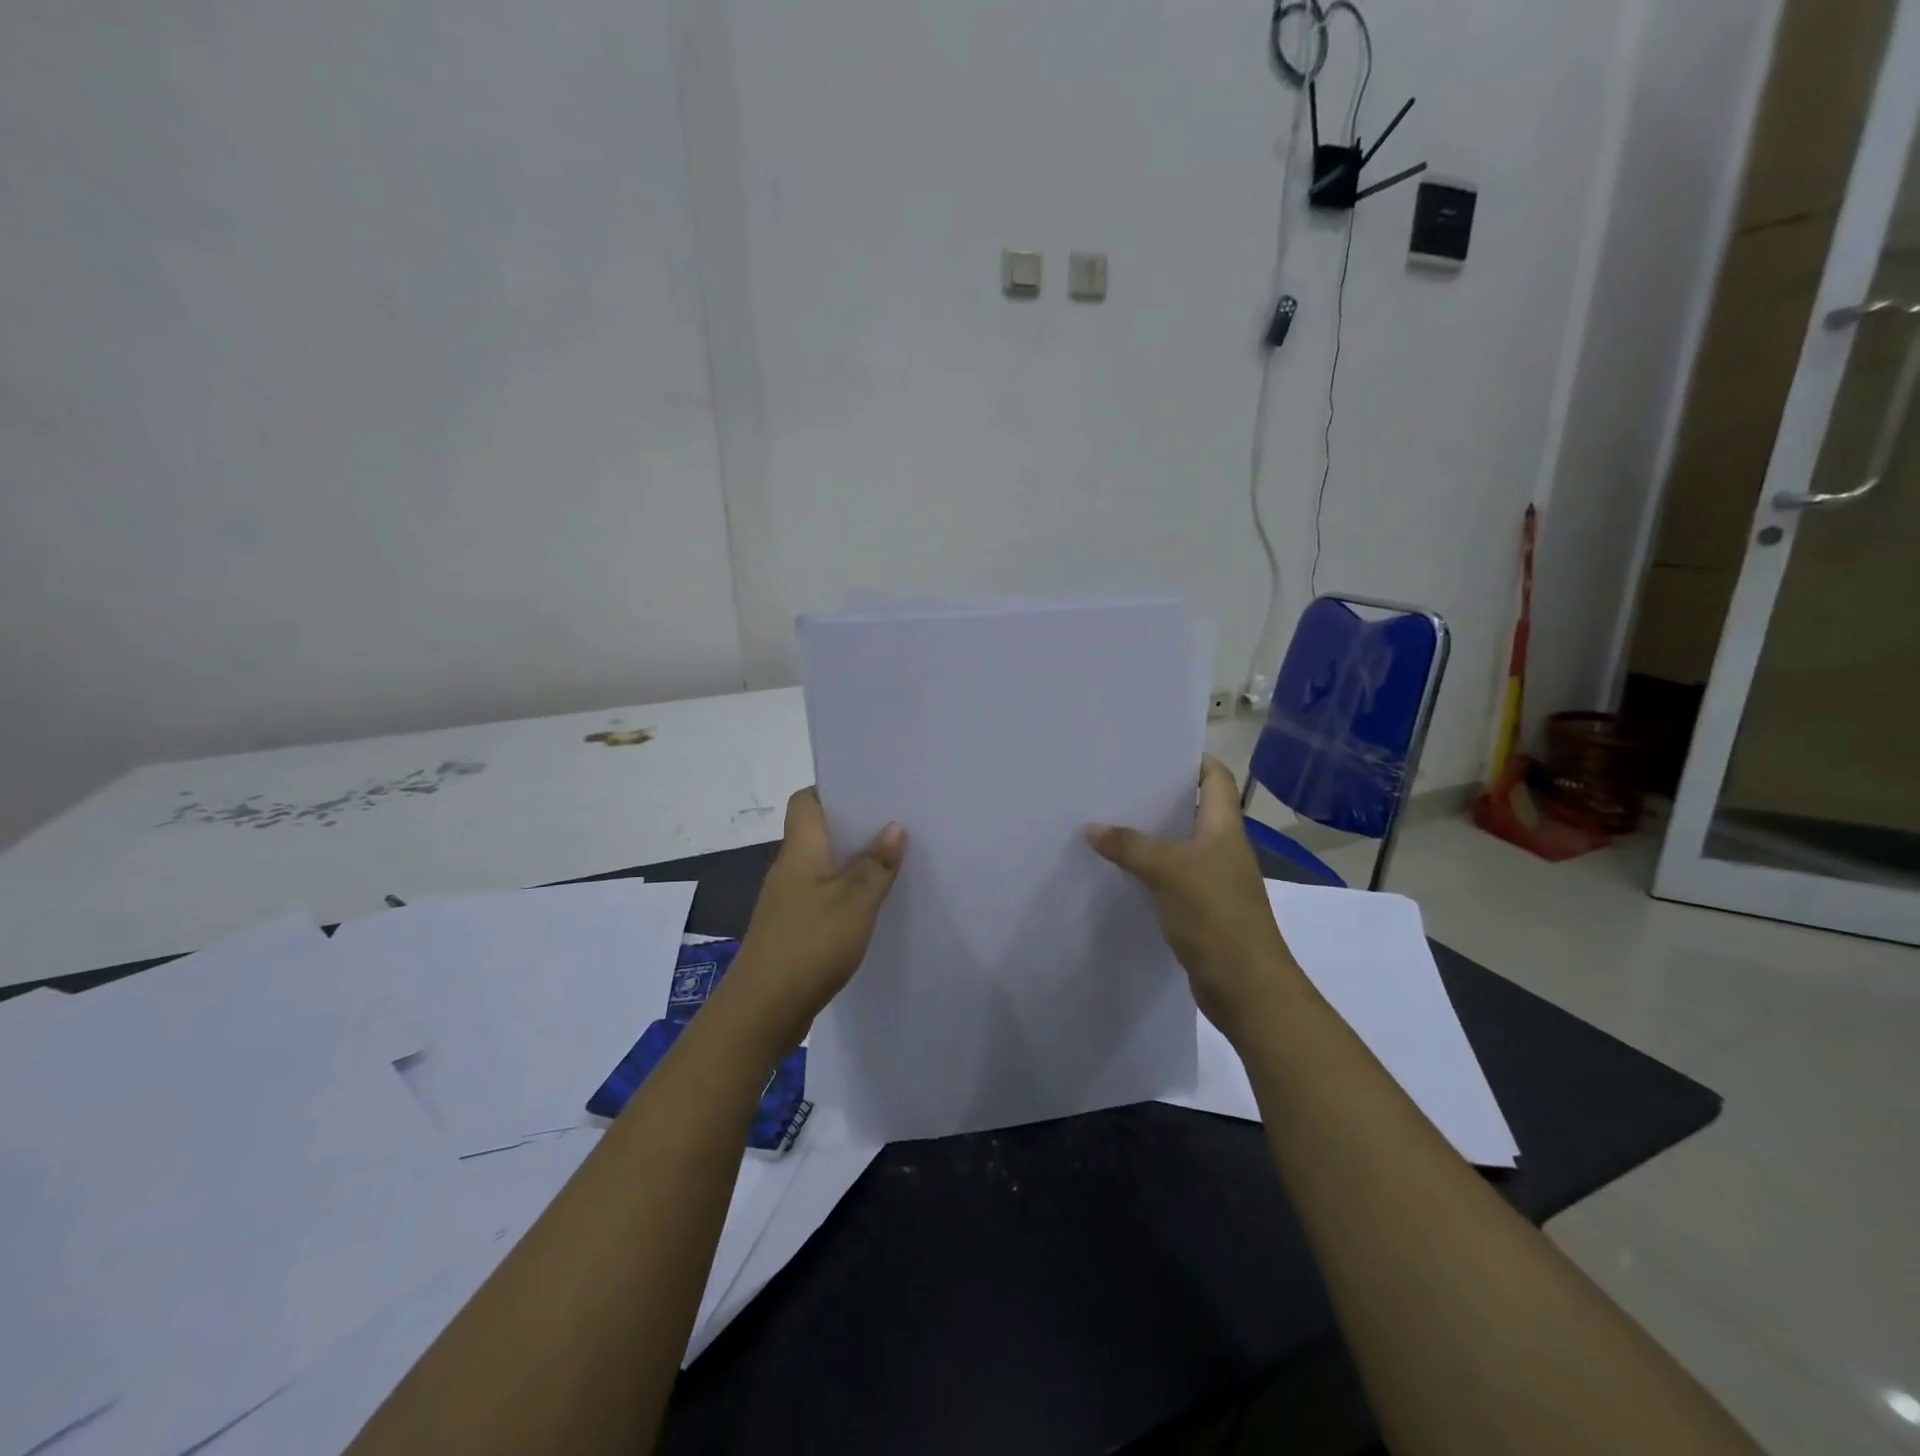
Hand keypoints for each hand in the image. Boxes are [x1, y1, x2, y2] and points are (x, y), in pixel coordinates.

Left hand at [720, 788, 906, 1053]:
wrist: (762, 1010)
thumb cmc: (810, 944)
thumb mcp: (855, 902)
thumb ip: (876, 864)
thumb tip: (893, 826)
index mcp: (799, 850)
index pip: (806, 801)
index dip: (833, 790)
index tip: (869, 791)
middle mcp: (788, 869)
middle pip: (818, 833)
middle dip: (854, 827)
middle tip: (896, 824)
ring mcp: (786, 901)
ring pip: (822, 867)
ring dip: (851, 863)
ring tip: (892, 861)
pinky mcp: (791, 929)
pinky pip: (821, 897)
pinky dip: (844, 895)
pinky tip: (870, 907)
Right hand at [1088, 755, 1305, 1043]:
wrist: (1245, 986)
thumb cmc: (1216, 916)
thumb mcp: (1169, 871)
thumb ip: (1130, 846)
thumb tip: (1092, 827)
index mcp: (1224, 828)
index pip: (1216, 778)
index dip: (1193, 759)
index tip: (1155, 750)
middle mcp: (1222, 848)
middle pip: (1193, 809)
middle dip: (1159, 796)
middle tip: (1116, 784)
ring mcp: (1213, 880)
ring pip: (1178, 845)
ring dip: (1149, 835)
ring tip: (1107, 821)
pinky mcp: (1200, 909)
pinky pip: (1170, 878)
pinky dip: (1148, 870)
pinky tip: (1119, 870)